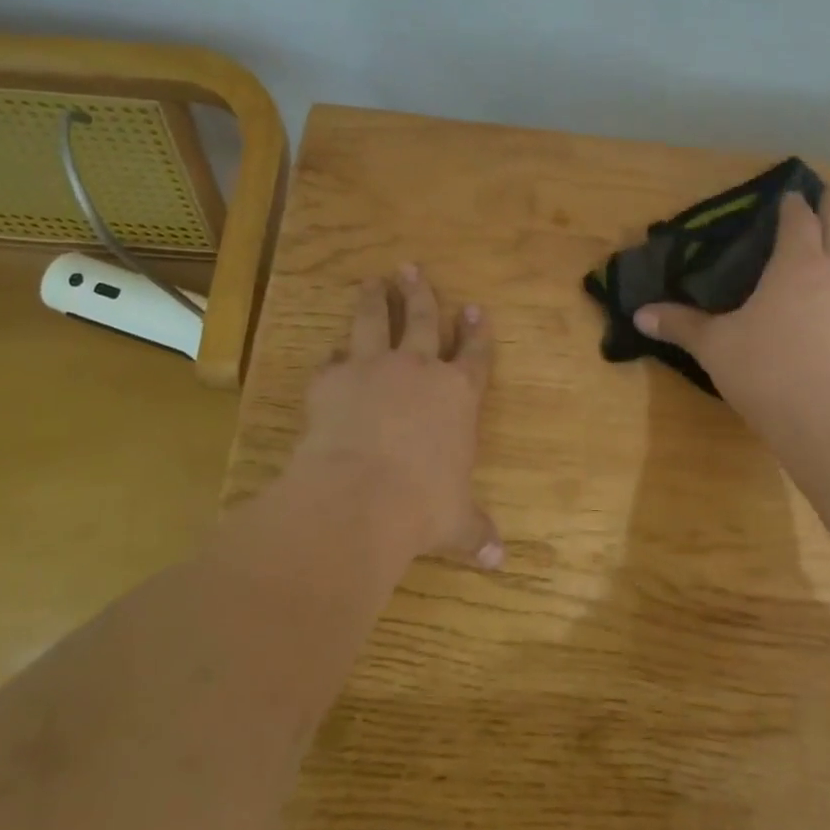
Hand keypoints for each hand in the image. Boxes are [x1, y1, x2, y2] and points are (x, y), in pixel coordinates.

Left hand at [296, 265, 501, 568]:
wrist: (358, 496)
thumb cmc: (422, 506)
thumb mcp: (456, 522)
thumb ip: (475, 532)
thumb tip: (498, 560)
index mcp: (457, 395)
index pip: (474, 354)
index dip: (476, 331)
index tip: (474, 308)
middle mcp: (418, 370)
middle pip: (424, 320)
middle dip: (421, 294)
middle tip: (412, 269)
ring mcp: (373, 368)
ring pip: (376, 322)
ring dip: (376, 300)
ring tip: (374, 281)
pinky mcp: (332, 379)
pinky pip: (333, 361)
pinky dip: (334, 358)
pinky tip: (331, 355)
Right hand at [632, 191, 829, 434]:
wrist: (829, 421)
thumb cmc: (766, 367)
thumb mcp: (714, 345)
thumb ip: (680, 325)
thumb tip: (640, 314)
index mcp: (796, 264)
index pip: (798, 220)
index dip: (792, 203)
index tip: (787, 192)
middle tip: (826, 192)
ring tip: (828, 247)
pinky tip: (826, 306)